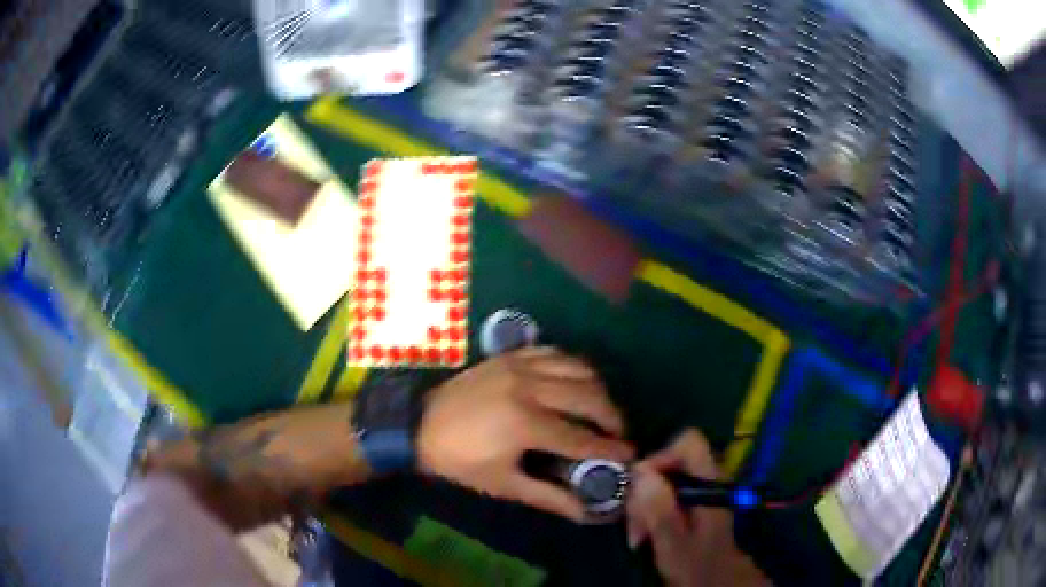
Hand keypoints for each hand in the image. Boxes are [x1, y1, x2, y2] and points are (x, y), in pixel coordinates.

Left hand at [417, 346, 634, 521]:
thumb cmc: (460, 461)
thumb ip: (549, 496)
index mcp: (526, 424)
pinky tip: (574, 382)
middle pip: (589, 396)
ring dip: (597, 389)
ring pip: (578, 368)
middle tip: (617, 433)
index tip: (629, 456)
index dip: (610, 449)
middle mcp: (530, 388)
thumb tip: (585, 512)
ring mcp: (520, 366)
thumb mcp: (504, 484)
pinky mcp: (511, 356)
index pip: (582, 439)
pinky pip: (555, 353)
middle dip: (612, 416)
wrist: (419, 425)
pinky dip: (573, 366)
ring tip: (600, 409)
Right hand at [626, 430, 769, 586]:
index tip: (639, 486)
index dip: (660, 457)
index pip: (688, 443)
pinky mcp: (689, 504)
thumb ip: (661, 509)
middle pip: (670, 463)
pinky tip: (644, 534)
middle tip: (634, 522)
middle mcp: (707, 480)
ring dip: (644, 505)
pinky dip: (650, 512)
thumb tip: (640, 471)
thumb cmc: (697, 565)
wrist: (714, 582)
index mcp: (711, 482)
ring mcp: (699, 492)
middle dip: (645, 489)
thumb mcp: (674, 542)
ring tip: (637, 535)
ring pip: (663, 481)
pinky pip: (664, 496)